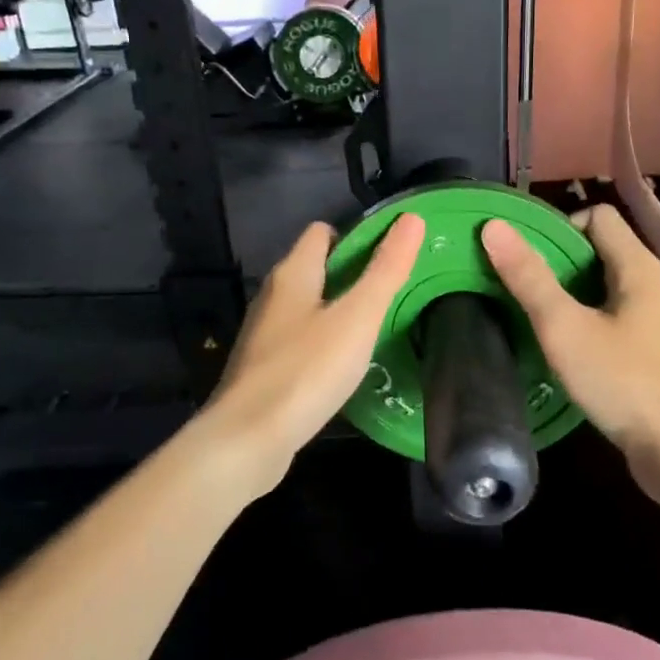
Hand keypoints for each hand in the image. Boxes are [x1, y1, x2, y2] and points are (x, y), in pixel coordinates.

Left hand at [195, 214, 425, 496]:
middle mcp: (273, 297)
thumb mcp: (358, 317)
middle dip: (353, 276)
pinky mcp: (264, 369)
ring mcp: (265, 335)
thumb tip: (411, 218)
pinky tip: (345, 367)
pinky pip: (301, 341)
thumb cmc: (306, 370)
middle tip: (393, 295)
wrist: (247, 441)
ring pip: (309, 308)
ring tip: (376, 330)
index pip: (322, 232)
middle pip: (316, 269)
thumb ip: (386, 270)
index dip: (357, 237)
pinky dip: (324, 344)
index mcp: (292, 274)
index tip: (391, 258)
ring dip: (339, 312)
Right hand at [480, 205, 659, 475]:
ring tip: (534, 316)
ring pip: (606, 287)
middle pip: (600, 250)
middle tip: (520, 287)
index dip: (559, 227)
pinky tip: (565, 349)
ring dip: (570, 294)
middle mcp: (654, 285)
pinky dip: (588, 321)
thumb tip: (494, 226)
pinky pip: (615, 317)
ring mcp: (658, 320)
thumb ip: (529, 278)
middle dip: (558, 262)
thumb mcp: (565, 328)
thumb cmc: (623, 383)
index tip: (526, 258)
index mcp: (639, 267)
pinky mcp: (656, 351)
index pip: (597, 216)